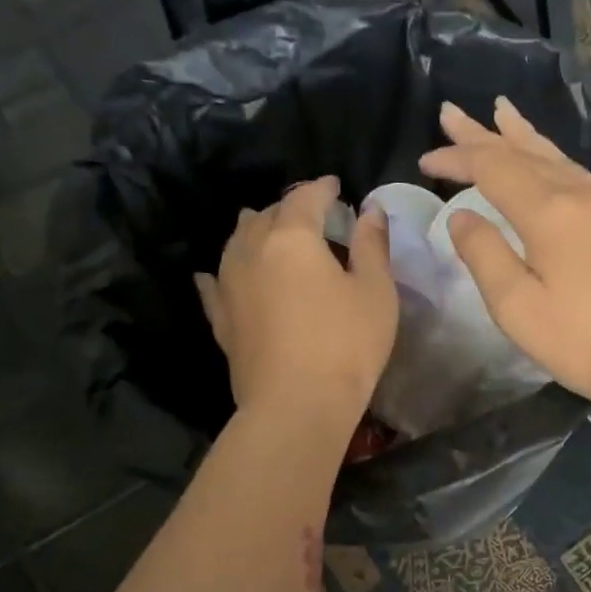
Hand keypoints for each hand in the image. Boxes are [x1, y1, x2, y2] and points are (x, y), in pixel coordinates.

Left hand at [195, 176, 396, 426]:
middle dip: (289, 208)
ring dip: (255, 230)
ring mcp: (229, 285)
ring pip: (237, 242)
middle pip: (266, 214)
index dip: (322, 188)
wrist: (297, 405)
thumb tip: (370, 209)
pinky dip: (222, 271)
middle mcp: (252, 250)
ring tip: (270, 232)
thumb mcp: (376, 291)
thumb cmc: (347, 344)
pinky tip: (215, 272)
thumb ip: (372, 245)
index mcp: (293, 238)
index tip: (335, 186)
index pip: (305, 197)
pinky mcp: (221, 318)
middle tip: (311, 214)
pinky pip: (215, 283)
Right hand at [420, 98, 590, 418]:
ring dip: (532, 138)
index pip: (492, 170)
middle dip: (485, 136)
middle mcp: (584, 197)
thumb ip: (485, 256)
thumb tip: (462, 216)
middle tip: (453, 113)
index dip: (457, 160)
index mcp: (548, 215)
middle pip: (526, 155)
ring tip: (506, 113)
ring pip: (567, 161)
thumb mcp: (518, 309)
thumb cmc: (583, 344)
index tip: (426, 161)